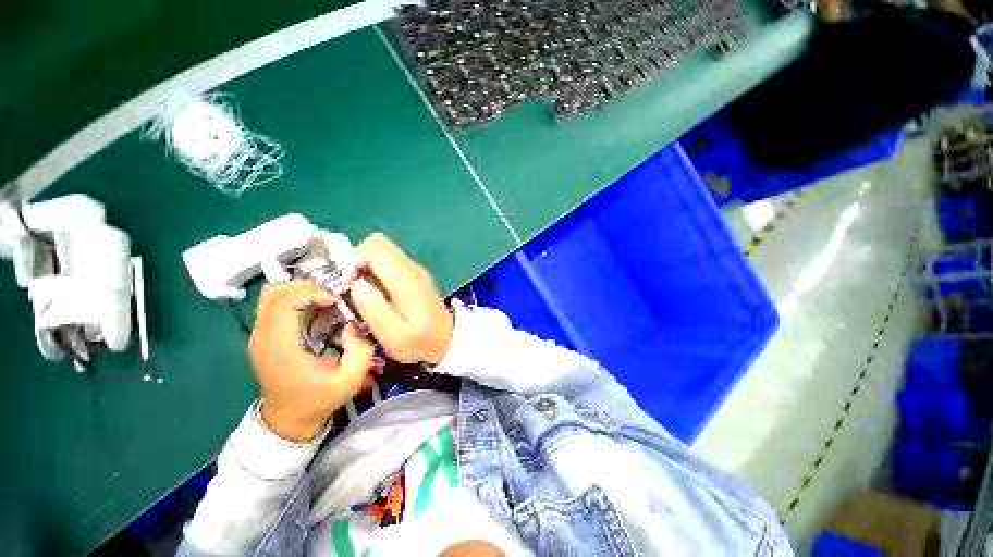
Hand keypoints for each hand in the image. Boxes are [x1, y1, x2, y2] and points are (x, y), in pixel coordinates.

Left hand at [248, 281, 373, 441]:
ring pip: (271, 296)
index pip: (283, 302)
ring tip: (323, 302)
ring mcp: (258, 337)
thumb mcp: (350, 379)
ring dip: (299, 291)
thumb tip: (352, 324)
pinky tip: (314, 312)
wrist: (289, 420)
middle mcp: (262, 337)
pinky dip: (294, 300)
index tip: (335, 301)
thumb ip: (360, 350)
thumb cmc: (319, 399)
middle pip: (273, 292)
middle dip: (305, 287)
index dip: (311, 292)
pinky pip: (273, 306)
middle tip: (330, 297)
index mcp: (279, 347)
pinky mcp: (262, 338)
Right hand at [350, 233, 453, 364]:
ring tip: (364, 292)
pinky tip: (377, 292)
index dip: (354, 261)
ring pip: (384, 250)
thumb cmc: (420, 342)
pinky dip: (377, 270)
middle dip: (358, 259)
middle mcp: (412, 269)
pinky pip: (391, 261)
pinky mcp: (416, 275)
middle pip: (379, 243)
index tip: (348, 285)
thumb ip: (374, 310)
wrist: (448, 340)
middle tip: (353, 286)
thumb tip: (356, 284)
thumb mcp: (394, 337)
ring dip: (367, 264)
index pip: (375, 249)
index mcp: (407, 280)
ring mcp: (416, 270)